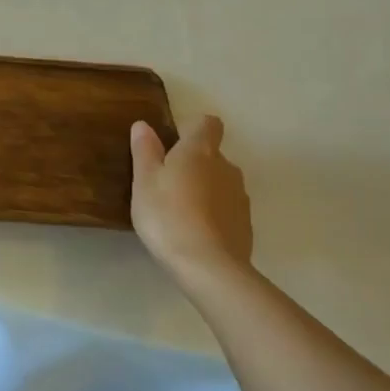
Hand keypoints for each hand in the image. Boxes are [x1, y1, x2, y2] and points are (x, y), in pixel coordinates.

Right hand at [129, 114, 254, 287]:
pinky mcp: (245, 224)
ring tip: (179, 212)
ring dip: (203, 190)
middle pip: (212, 155)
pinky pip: (226, 209)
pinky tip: (194, 233)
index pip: (207, 123)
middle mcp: (226, 167)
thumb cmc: (167, 215)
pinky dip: (213, 214)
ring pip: (220, 183)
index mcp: (200, 151)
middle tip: (165, 185)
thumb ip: (144, 151)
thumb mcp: (144, 181)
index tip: (172, 145)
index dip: (191, 129)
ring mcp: (240, 196)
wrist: (208, 266)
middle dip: (193, 164)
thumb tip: (144, 125)